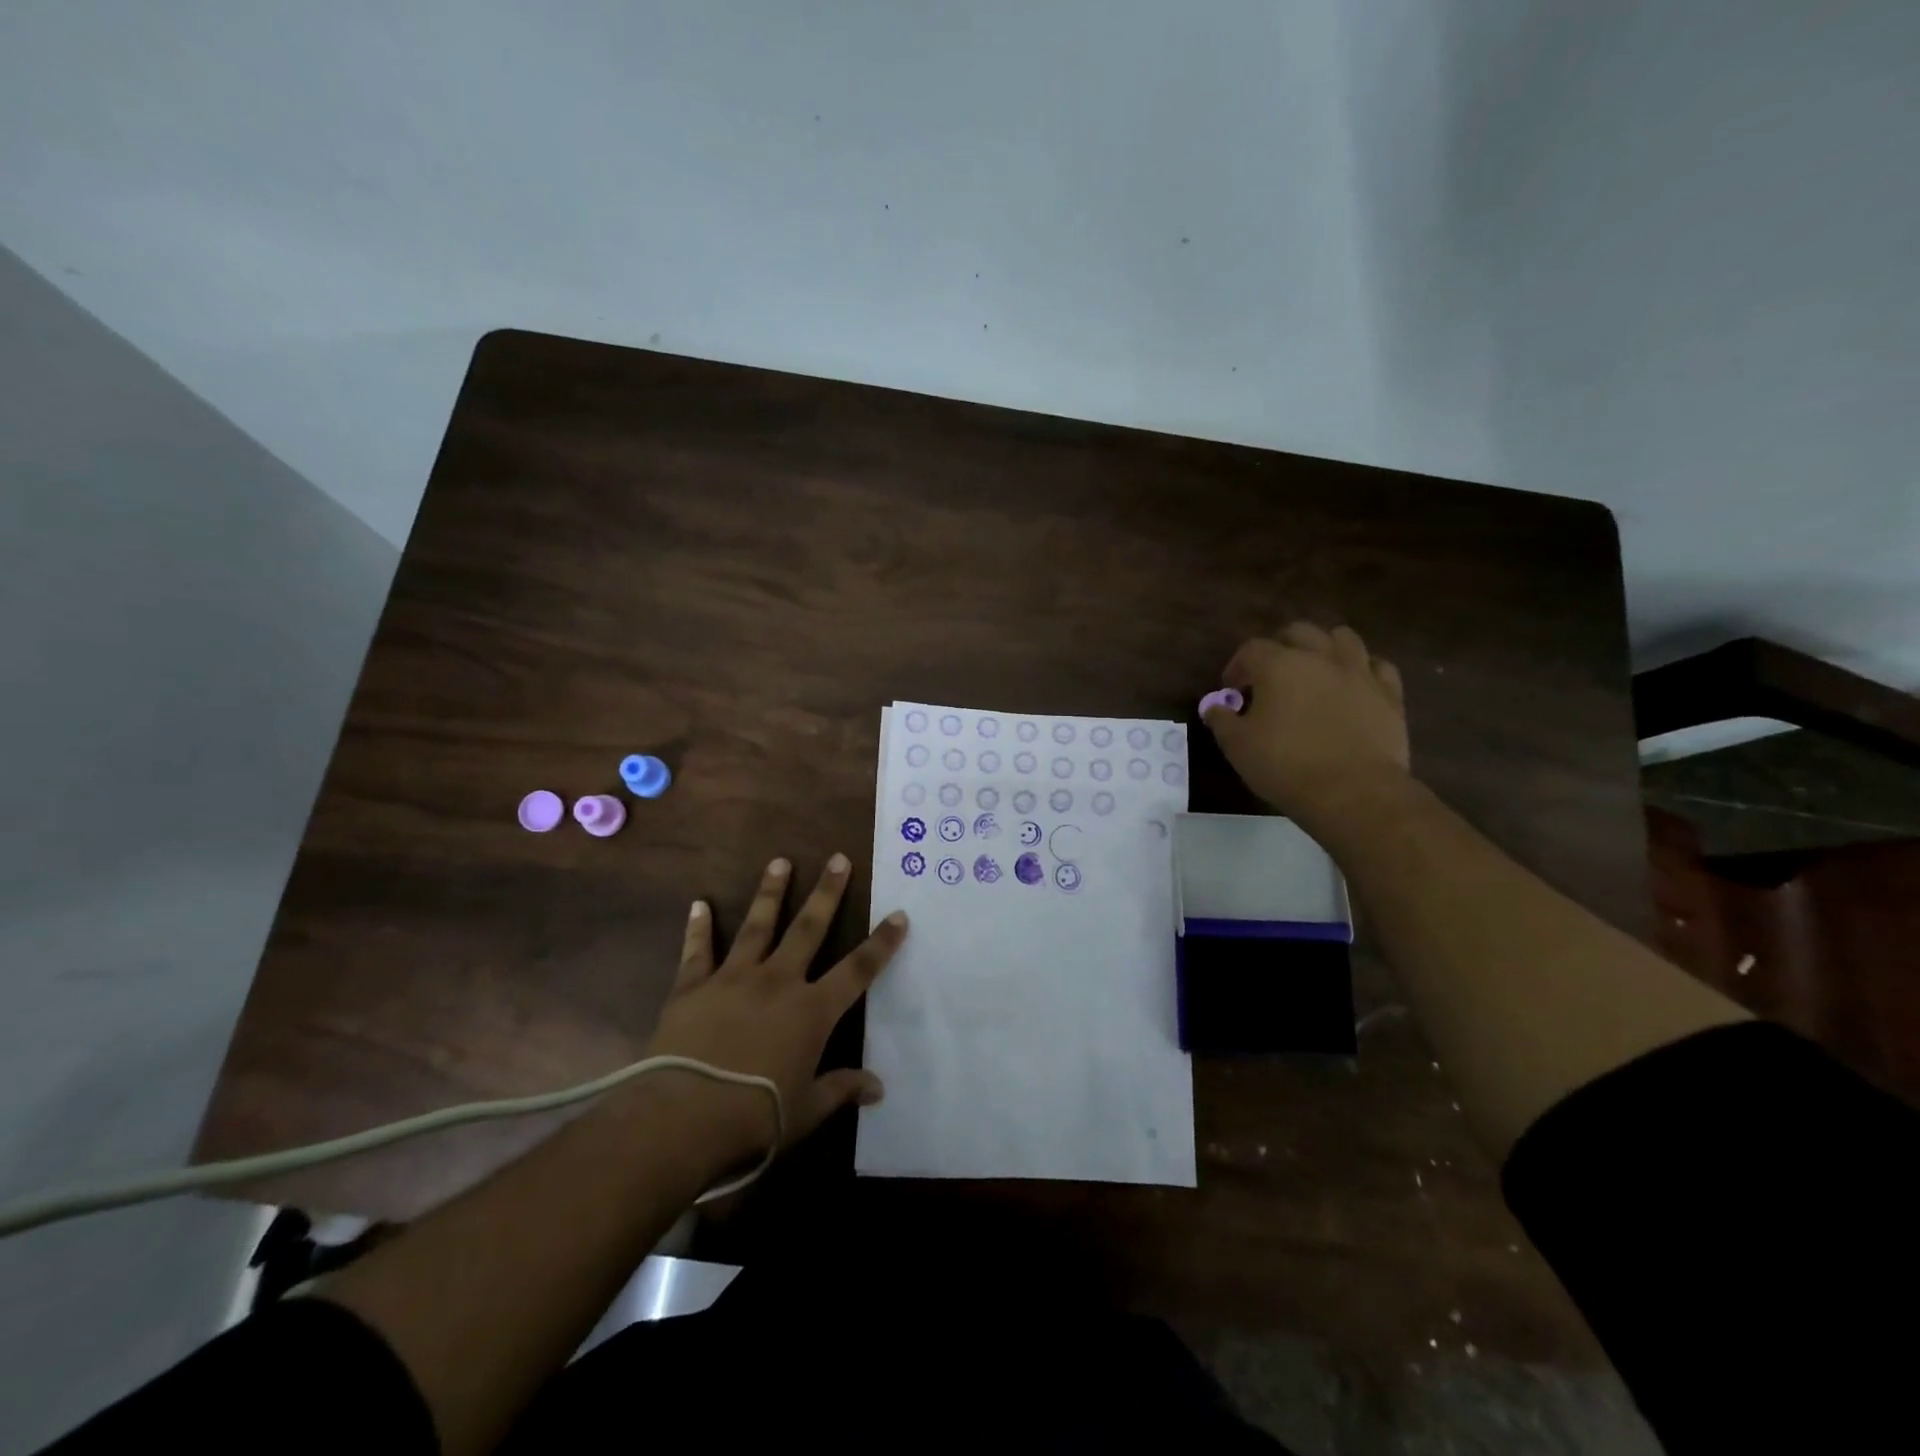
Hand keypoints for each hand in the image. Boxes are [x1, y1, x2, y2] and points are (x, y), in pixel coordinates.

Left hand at [638, 853, 906, 1174]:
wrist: (682, 1118)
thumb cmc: (755, 1118)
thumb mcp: (806, 1111)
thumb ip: (841, 1090)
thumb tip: (879, 1087)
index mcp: (811, 1011)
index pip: (857, 970)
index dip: (881, 943)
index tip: (899, 915)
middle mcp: (777, 982)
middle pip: (808, 928)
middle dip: (827, 893)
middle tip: (838, 859)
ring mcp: (733, 978)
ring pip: (757, 926)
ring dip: (770, 892)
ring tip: (779, 862)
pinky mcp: (693, 987)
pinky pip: (698, 951)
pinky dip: (699, 927)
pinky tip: (699, 904)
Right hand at [1203, 622, 1409, 822]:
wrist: (1353, 791)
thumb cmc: (1285, 765)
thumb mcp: (1237, 746)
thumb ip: (1221, 720)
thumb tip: (1213, 707)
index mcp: (1278, 665)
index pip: (1251, 649)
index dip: (1237, 666)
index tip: (1232, 690)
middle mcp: (1320, 658)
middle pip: (1299, 632)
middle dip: (1280, 646)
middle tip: (1271, 674)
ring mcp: (1359, 672)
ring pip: (1343, 638)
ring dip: (1324, 648)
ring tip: (1315, 671)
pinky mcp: (1389, 694)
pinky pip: (1378, 666)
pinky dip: (1363, 670)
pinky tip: (1353, 686)